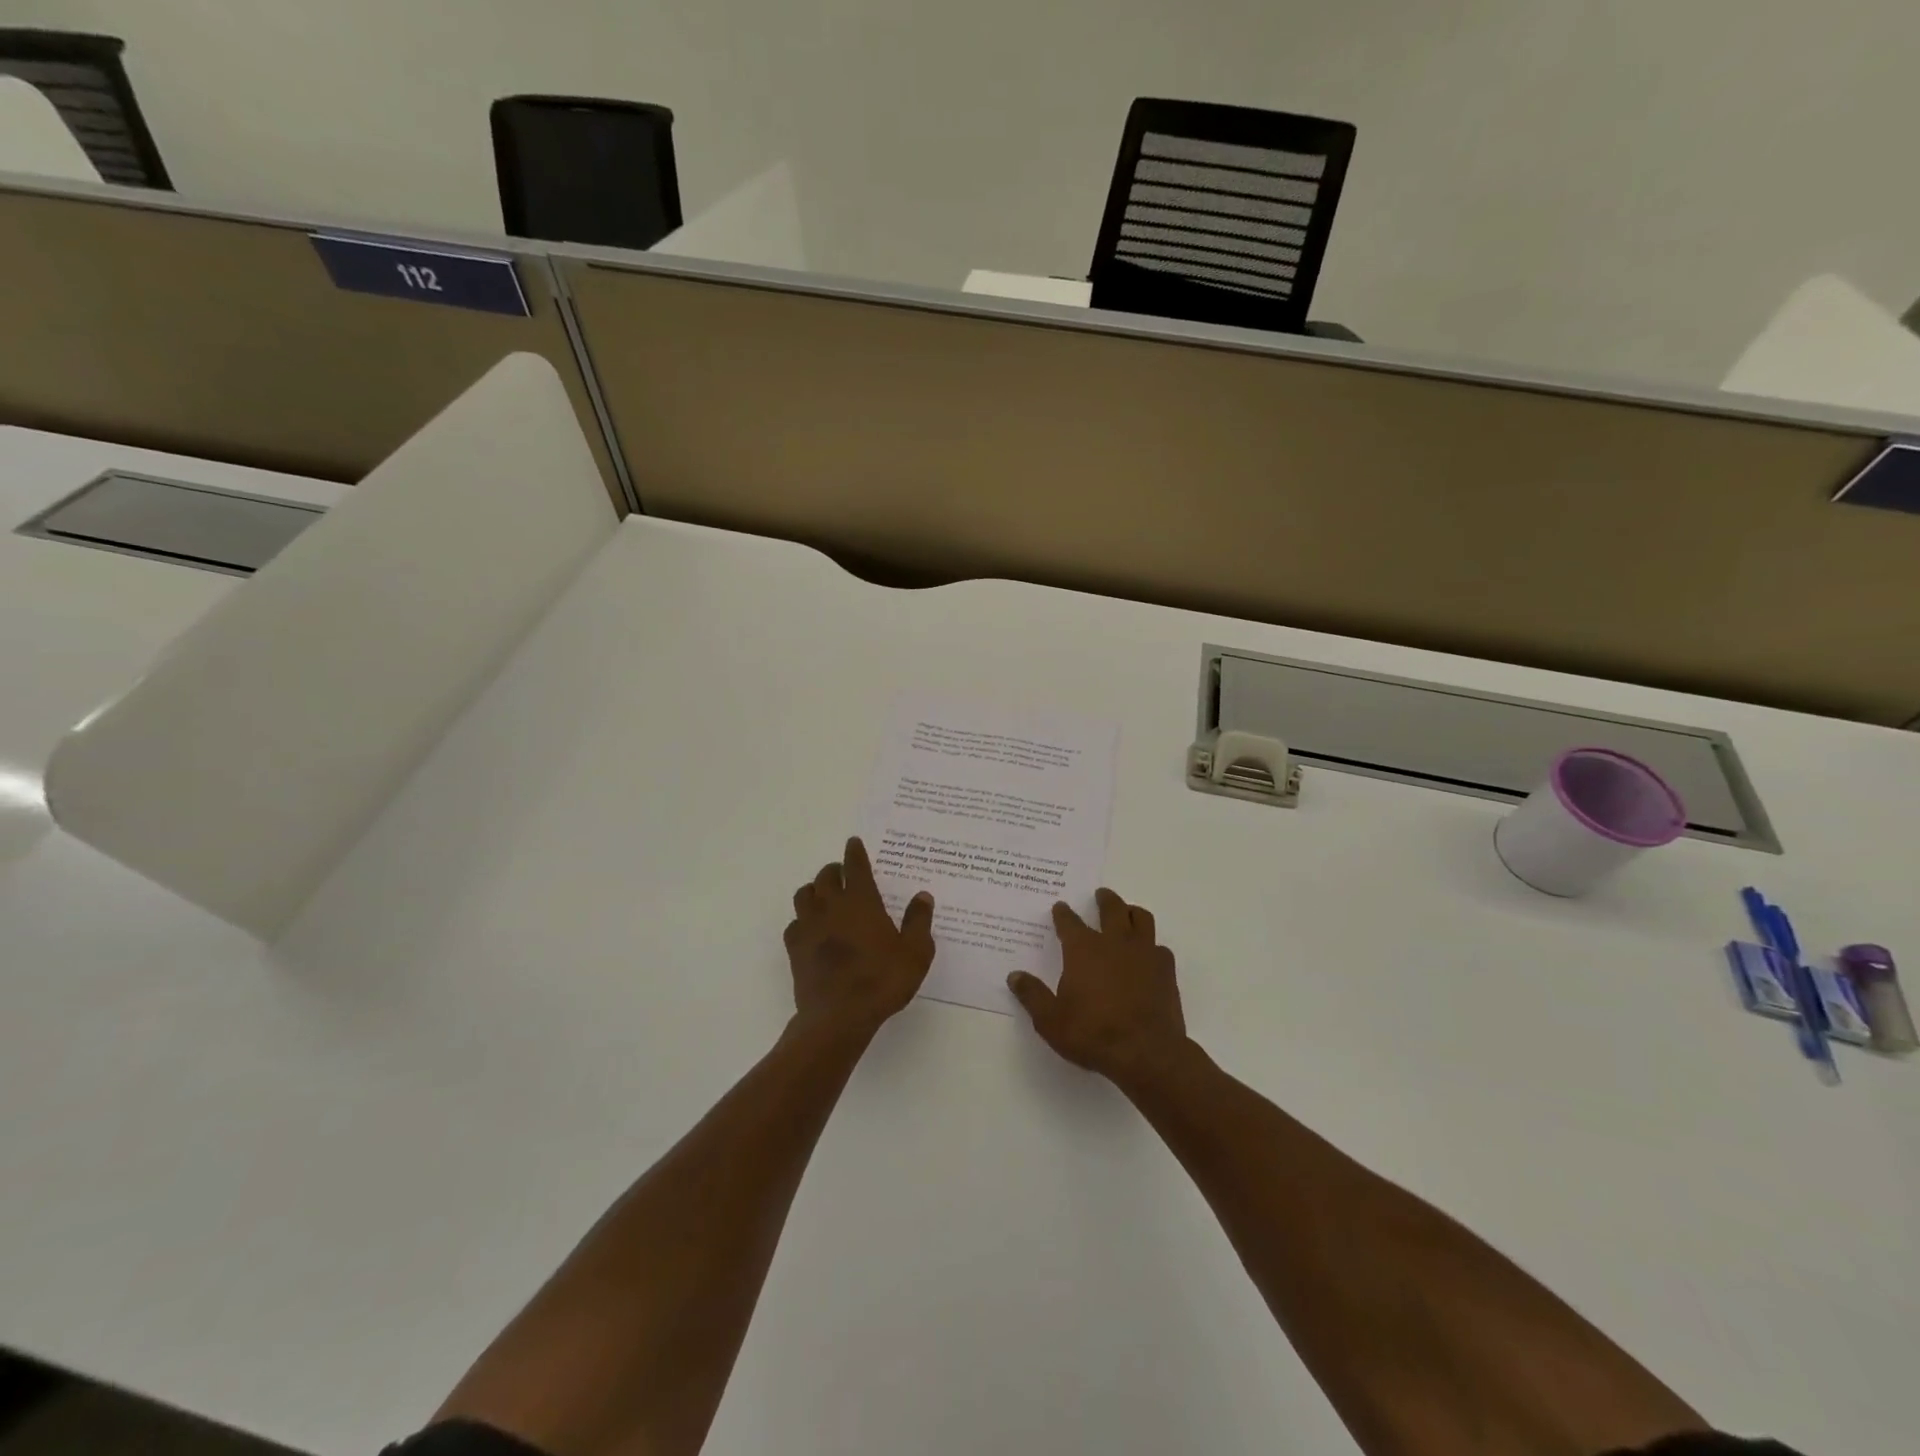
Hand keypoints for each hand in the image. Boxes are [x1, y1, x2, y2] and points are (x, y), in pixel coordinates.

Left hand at [785, 837, 935, 1036]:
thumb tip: (922, 896)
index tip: (854, 843)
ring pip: (804, 895)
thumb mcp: (915, 953)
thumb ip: (919, 921)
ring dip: (814, 890)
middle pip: (826, 876)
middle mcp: (831, 907)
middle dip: (835, 870)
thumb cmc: (881, 981)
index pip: (855, 866)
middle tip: (844, 874)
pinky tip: (811, 929)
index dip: (855, 853)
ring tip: (824, 896)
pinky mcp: (794, 948)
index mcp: (861, 902)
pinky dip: (802, 920)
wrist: (838, 1017)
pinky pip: (794, 923)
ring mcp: (809, 927)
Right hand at [1007, 888, 1187, 1083]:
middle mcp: (1114, 942)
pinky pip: (1159, 947)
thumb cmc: (1092, 1033)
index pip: (1069, 922)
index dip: (1063, 913)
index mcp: (1083, 949)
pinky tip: (1148, 955)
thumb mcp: (1050, 1020)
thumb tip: (1014, 976)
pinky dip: (1152, 946)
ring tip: (1128, 913)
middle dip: (1104, 899)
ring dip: (1132, 912)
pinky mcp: (1166, 971)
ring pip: (1141, 919)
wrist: (1146, 1053)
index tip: (1060, 907)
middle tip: (1100, 894)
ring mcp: (1144, 954)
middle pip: (1111, 909)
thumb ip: (1032, 995)